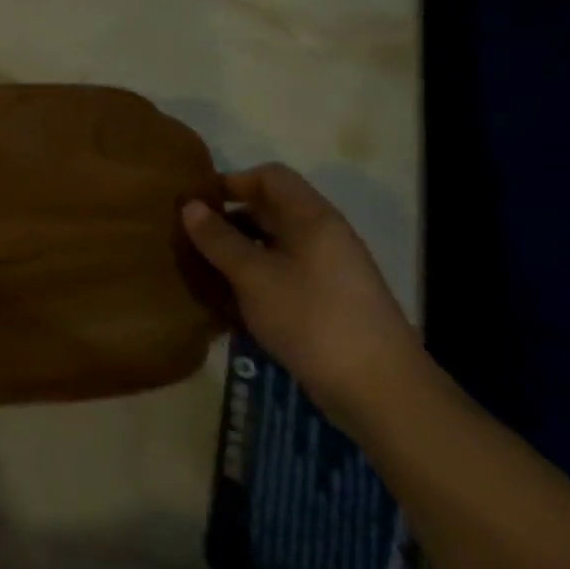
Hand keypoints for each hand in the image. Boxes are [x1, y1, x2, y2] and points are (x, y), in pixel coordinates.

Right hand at [182, 164, 422, 433]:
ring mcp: (328, 271)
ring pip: (274, 246)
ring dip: (239, 252)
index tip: (198, 202)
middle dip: (229, 219)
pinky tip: (229, 302)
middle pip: (271, 210)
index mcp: (312, 218)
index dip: (233, 181)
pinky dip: (255, 279)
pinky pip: (283, 274)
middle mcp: (323, 236)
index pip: (270, 177)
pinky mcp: (327, 302)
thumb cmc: (313, 318)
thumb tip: (189, 206)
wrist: (380, 391)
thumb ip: (219, 240)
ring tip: (202, 269)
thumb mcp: (254, 276)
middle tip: (190, 237)